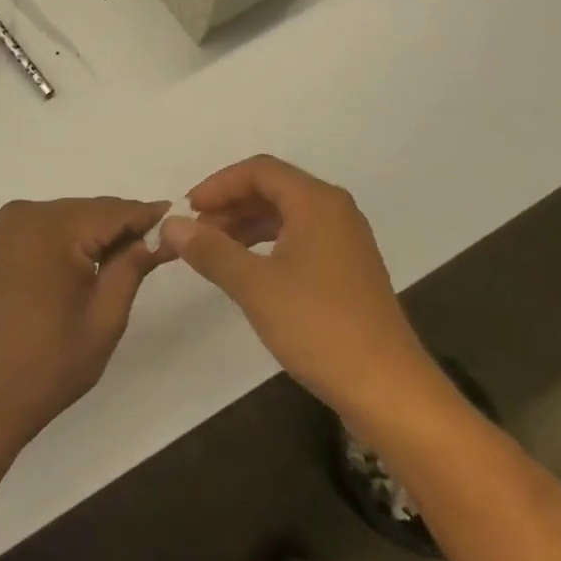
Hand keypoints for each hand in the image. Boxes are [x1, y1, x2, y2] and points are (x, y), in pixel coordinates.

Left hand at [0, 197, 167, 444]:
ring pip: (72, 217)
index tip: (181, 221)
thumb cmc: (49, 364)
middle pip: (92, 211)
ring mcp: (10, 225)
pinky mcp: (2, 242)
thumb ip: (132, 267)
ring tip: (134, 255)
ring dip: (100, 233)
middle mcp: (28, 213)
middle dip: (125, 226)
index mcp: (52, 228)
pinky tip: (96, 259)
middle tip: (162, 244)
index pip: (114, 211)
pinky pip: (50, 228)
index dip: (148, 216)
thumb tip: (159, 235)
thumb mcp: (104, 318)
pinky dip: (75, 240)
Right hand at [162, 155, 433, 423]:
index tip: (187, 210)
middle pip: (273, 188)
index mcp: (317, 201)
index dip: (218, 185)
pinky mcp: (348, 268)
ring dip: (246, 225)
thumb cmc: (319, 327)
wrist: (388, 390)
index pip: (259, 170)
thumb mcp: (255, 286)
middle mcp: (334, 210)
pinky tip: (248, 269)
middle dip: (230, 205)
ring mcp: (345, 239)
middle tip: (195, 232)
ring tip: (213, 250)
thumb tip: (171, 224)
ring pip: (285, 214)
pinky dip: (268, 244)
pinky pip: (299, 237)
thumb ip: (211, 250)